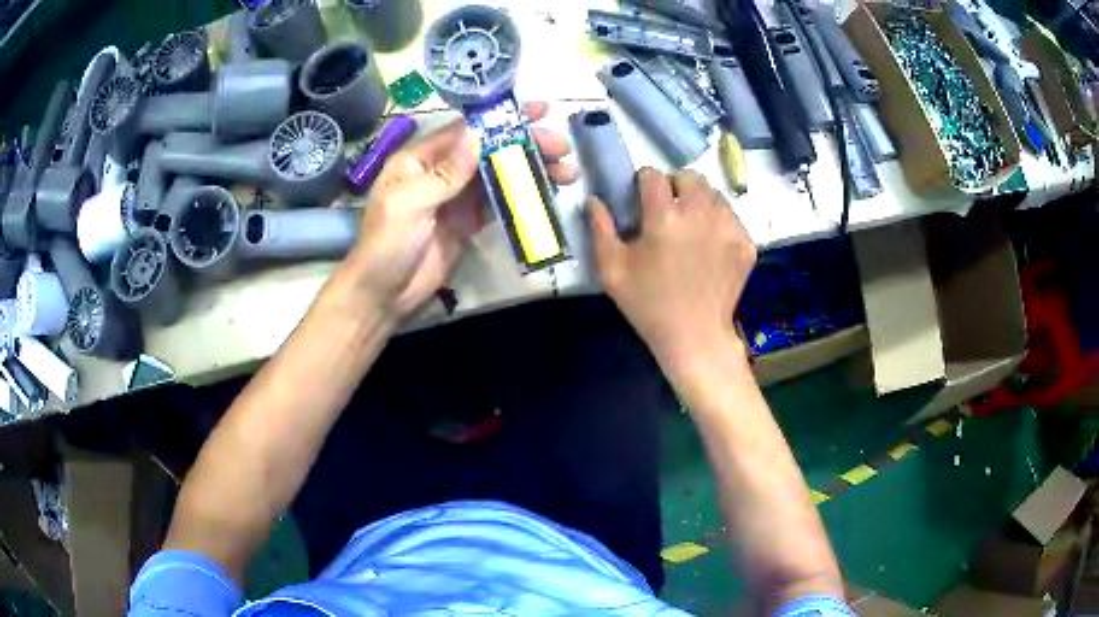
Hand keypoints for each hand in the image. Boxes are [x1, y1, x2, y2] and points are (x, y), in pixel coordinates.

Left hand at [347, 102, 577, 320]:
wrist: (384, 295)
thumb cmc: (386, 245)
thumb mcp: (410, 204)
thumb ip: (445, 172)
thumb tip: (477, 133)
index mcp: (420, 159)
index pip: (466, 130)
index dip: (502, 119)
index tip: (539, 112)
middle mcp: (440, 172)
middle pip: (489, 150)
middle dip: (526, 145)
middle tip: (562, 149)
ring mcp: (456, 198)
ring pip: (498, 175)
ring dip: (529, 170)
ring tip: (565, 172)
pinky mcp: (467, 222)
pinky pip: (498, 203)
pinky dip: (521, 197)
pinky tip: (545, 194)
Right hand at [589, 168, 756, 364]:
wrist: (695, 336)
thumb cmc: (648, 304)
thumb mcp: (611, 270)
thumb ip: (600, 228)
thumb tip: (593, 199)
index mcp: (664, 217)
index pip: (653, 175)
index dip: (643, 183)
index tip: (641, 200)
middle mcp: (700, 213)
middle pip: (689, 177)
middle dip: (675, 186)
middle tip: (668, 211)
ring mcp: (728, 227)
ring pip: (713, 194)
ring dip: (699, 201)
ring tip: (690, 227)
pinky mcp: (745, 242)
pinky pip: (731, 217)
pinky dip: (719, 222)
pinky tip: (709, 245)